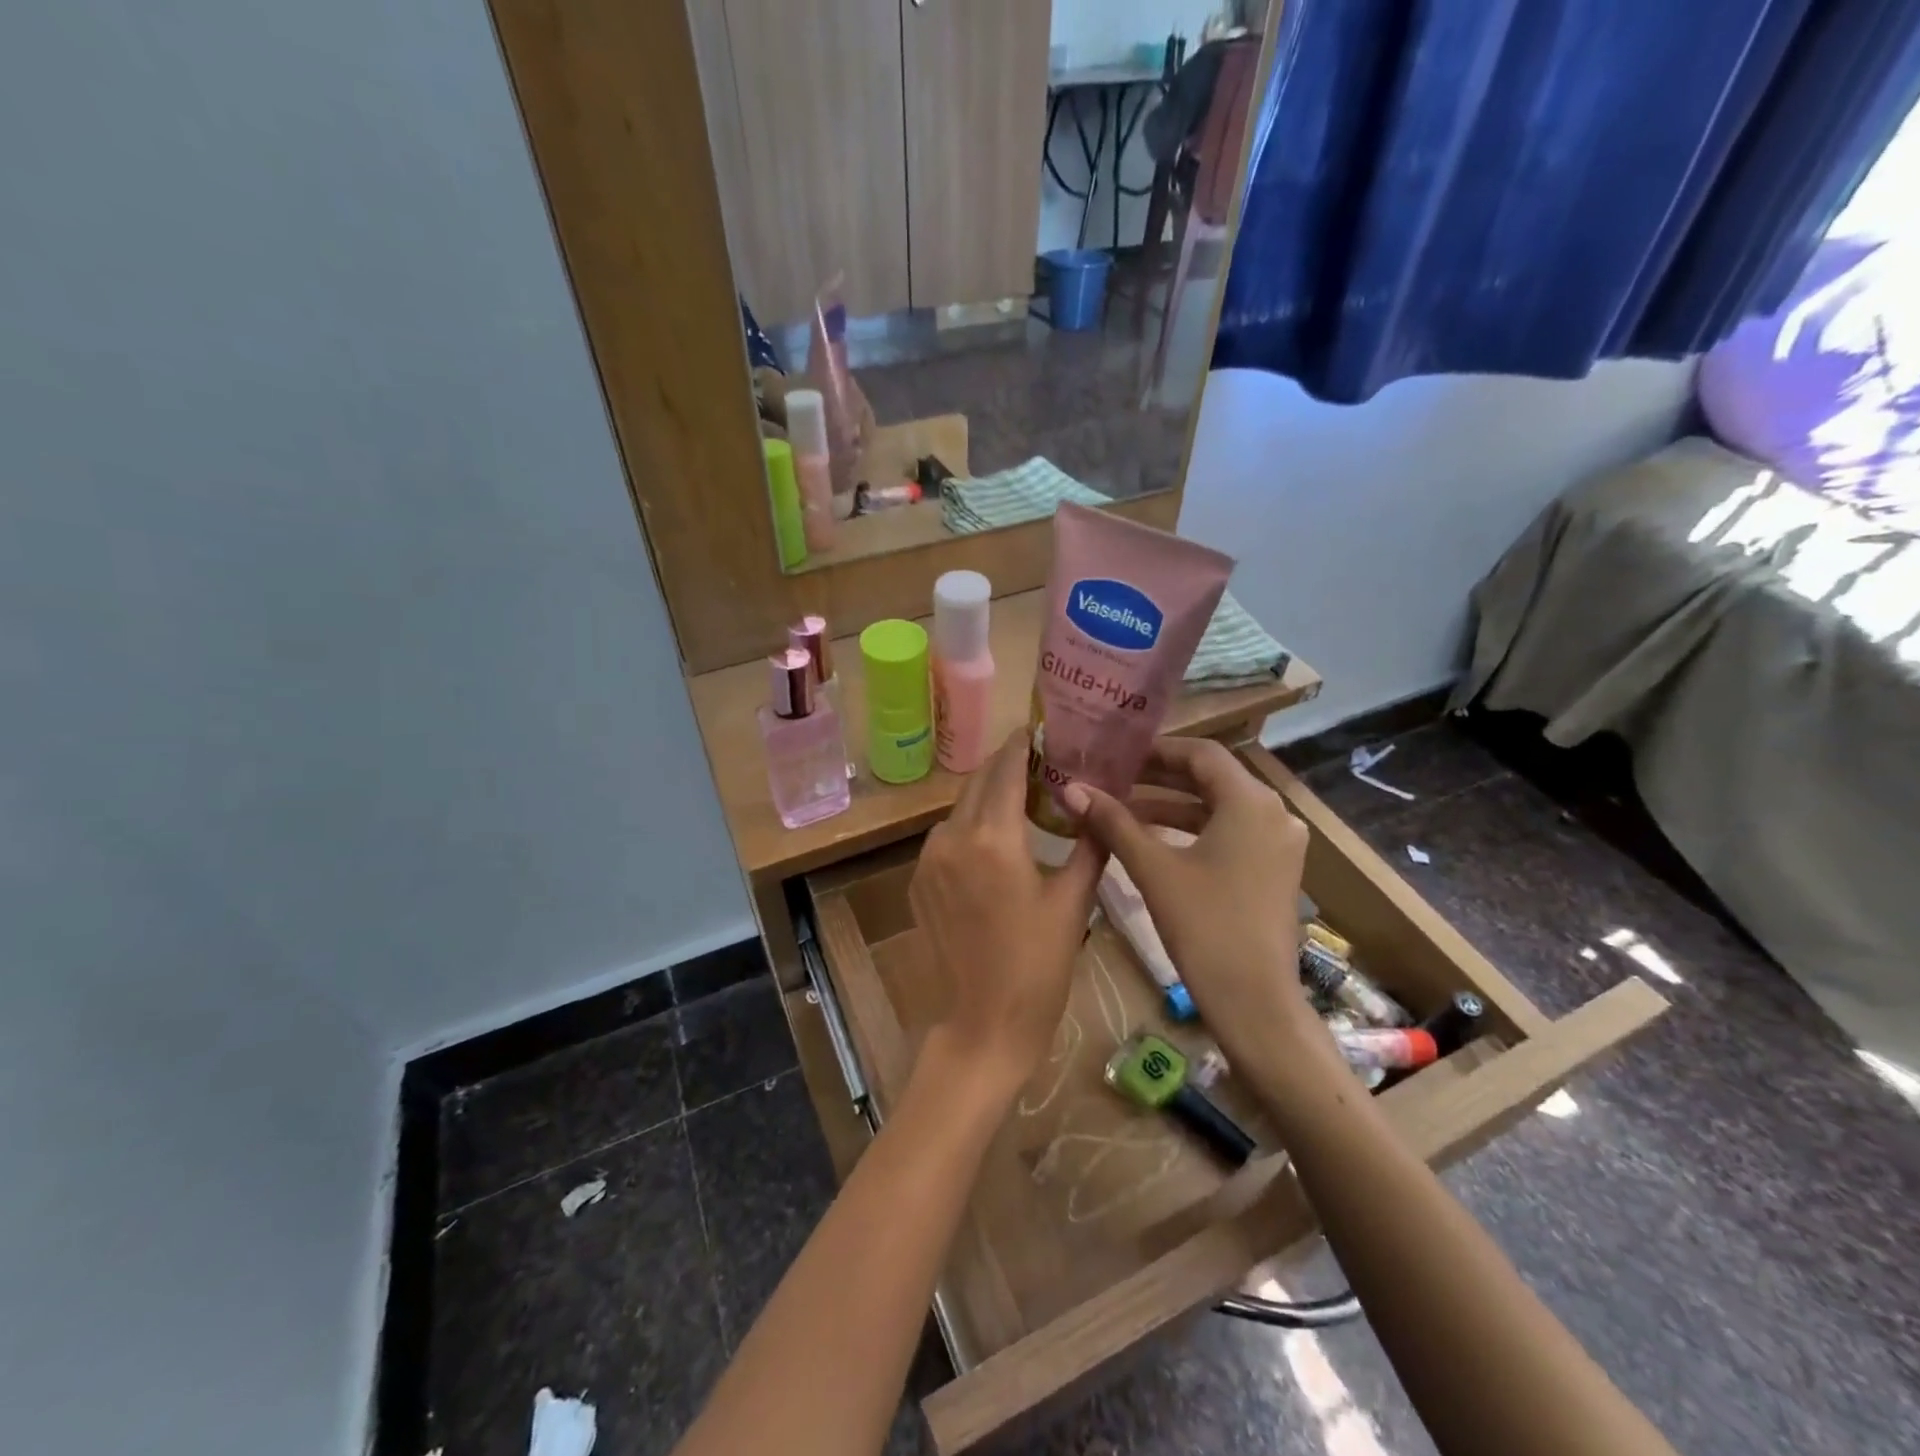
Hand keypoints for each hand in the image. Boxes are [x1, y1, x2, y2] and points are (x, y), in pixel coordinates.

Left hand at [910, 731, 1105, 1092]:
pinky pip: (946, 839)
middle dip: (1006, 768)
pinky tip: (995, 845)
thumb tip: (1099, 808)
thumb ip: (1087, 847)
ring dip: (987, 799)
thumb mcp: (1073, 904)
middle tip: (1040, 763)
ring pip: (959, 810)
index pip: (1005, 769)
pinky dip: (970, 829)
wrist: (981, 1027)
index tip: (1040, 728)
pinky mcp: (918, 882)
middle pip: (978, 783)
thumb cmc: (1037, 968)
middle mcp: (952, 838)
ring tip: (1022, 802)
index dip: (1022, 744)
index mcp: (993, 838)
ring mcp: (928, 860)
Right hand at [1062, 738, 1316, 1063]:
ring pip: (1219, 808)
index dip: (1157, 750)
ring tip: (1122, 810)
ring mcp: (1279, 844)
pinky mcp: (1274, 870)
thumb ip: (1112, 822)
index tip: (1116, 755)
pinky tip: (1153, 841)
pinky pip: (1230, 833)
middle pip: (1211, 778)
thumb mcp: (1153, 869)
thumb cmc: (1205, 926)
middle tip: (1113, 778)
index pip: (1201, 753)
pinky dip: (1192, 831)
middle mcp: (1273, 813)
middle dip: (1160, 778)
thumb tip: (1071, 788)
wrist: (1255, 1003)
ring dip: (1172, 806)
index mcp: (1251, 802)